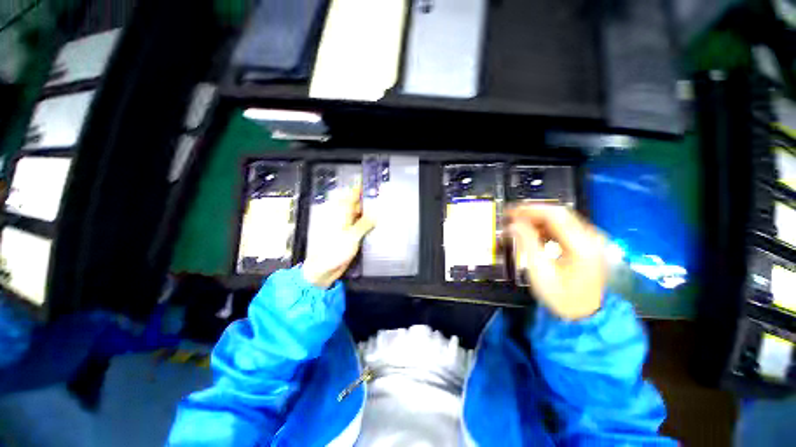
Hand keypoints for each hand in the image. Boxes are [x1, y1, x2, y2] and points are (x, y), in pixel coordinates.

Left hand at [302, 182, 374, 288]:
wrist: (324, 269)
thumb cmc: (333, 251)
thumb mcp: (351, 236)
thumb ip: (364, 224)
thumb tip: (376, 213)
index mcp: (341, 213)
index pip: (352, 195)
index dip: (361, 187)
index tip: (371, 180)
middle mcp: (344, 217)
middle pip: (358, 204)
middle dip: (369, 199)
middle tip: (384, 194)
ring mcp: (348, 226)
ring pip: (361, 214)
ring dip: (370, 211)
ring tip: (384, 207)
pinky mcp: (351, 236)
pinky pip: (362, 225)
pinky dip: (369, 223)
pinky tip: (378, 223)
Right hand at [506, 205, 606, 320]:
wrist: (586, 316)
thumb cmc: (561, 297)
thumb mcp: (540, 272)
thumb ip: (527, 244)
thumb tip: (513, 224)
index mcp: (582, 245)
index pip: (555, 215)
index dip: (530, 210)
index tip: (510, 212)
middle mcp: (592, 237)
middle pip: (559, 213)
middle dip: (532, 212)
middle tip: (511, 217)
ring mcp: (592, 240)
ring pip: (562, 218)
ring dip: (538, 219)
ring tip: (518, 224)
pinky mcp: (589, 244)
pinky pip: (565, 227)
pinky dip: (546, 227)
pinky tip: (533, 233)